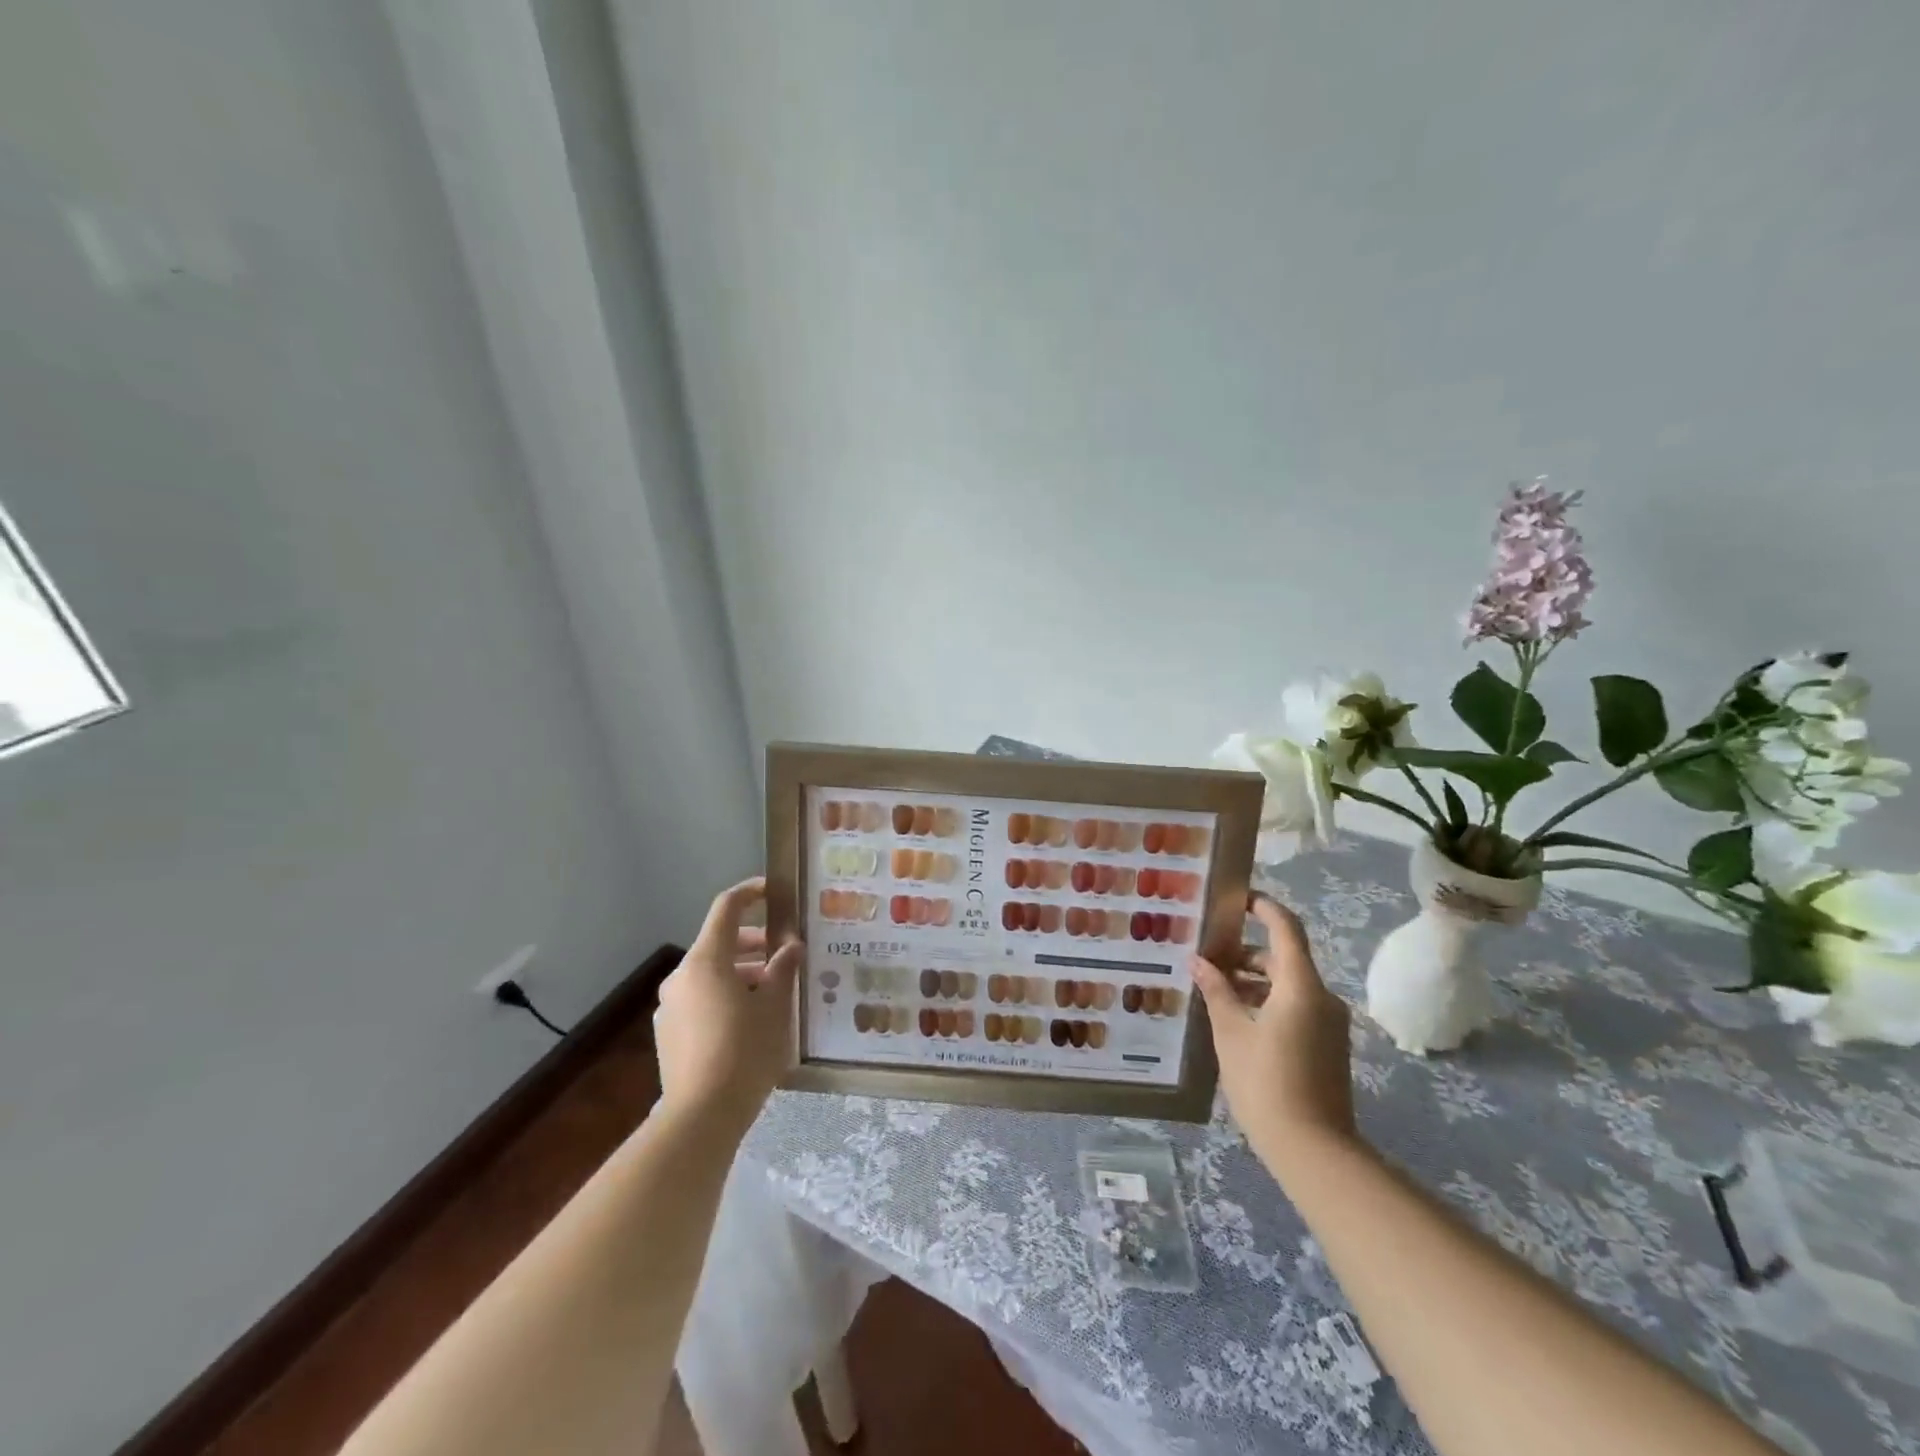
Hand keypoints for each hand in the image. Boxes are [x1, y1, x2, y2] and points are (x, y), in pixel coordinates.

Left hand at [653, 878, 802, 1136]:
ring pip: (711, 975)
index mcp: (706, 960)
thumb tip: (790, 947)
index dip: (751, 893)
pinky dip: (726, 996)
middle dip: (755, 943)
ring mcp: (670, 1007)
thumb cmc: (745, 1051)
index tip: (775, 891)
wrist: (701, 1117)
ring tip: (775, 991)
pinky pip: (701, 1000)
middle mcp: (681, 977)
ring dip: (742, 973)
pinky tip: (751, 1022)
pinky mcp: (669, 1035)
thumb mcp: (775, 1007)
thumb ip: (782, 969)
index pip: (726, 908)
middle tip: (786, 953)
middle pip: (720, 943)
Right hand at [1191, 893, 1357, 1170]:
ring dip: (1254, 981)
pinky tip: (1237, 1019)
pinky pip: (1296, 1007)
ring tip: (1214, 990)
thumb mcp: (1231, 1033)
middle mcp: (1322, 997)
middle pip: (1284, 958)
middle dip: (1245, 954)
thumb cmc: (1266, 1083)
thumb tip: (1198, 961)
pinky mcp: (1328, 1045)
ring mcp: (1329, 1024)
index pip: (1285, 928)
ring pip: (1288, 985)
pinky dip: (1268, 1002)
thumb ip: (1216, 991)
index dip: (1263, 908)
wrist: (1315, 1151)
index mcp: (1300, 986)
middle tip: (1207, 956)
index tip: (1236, 900)